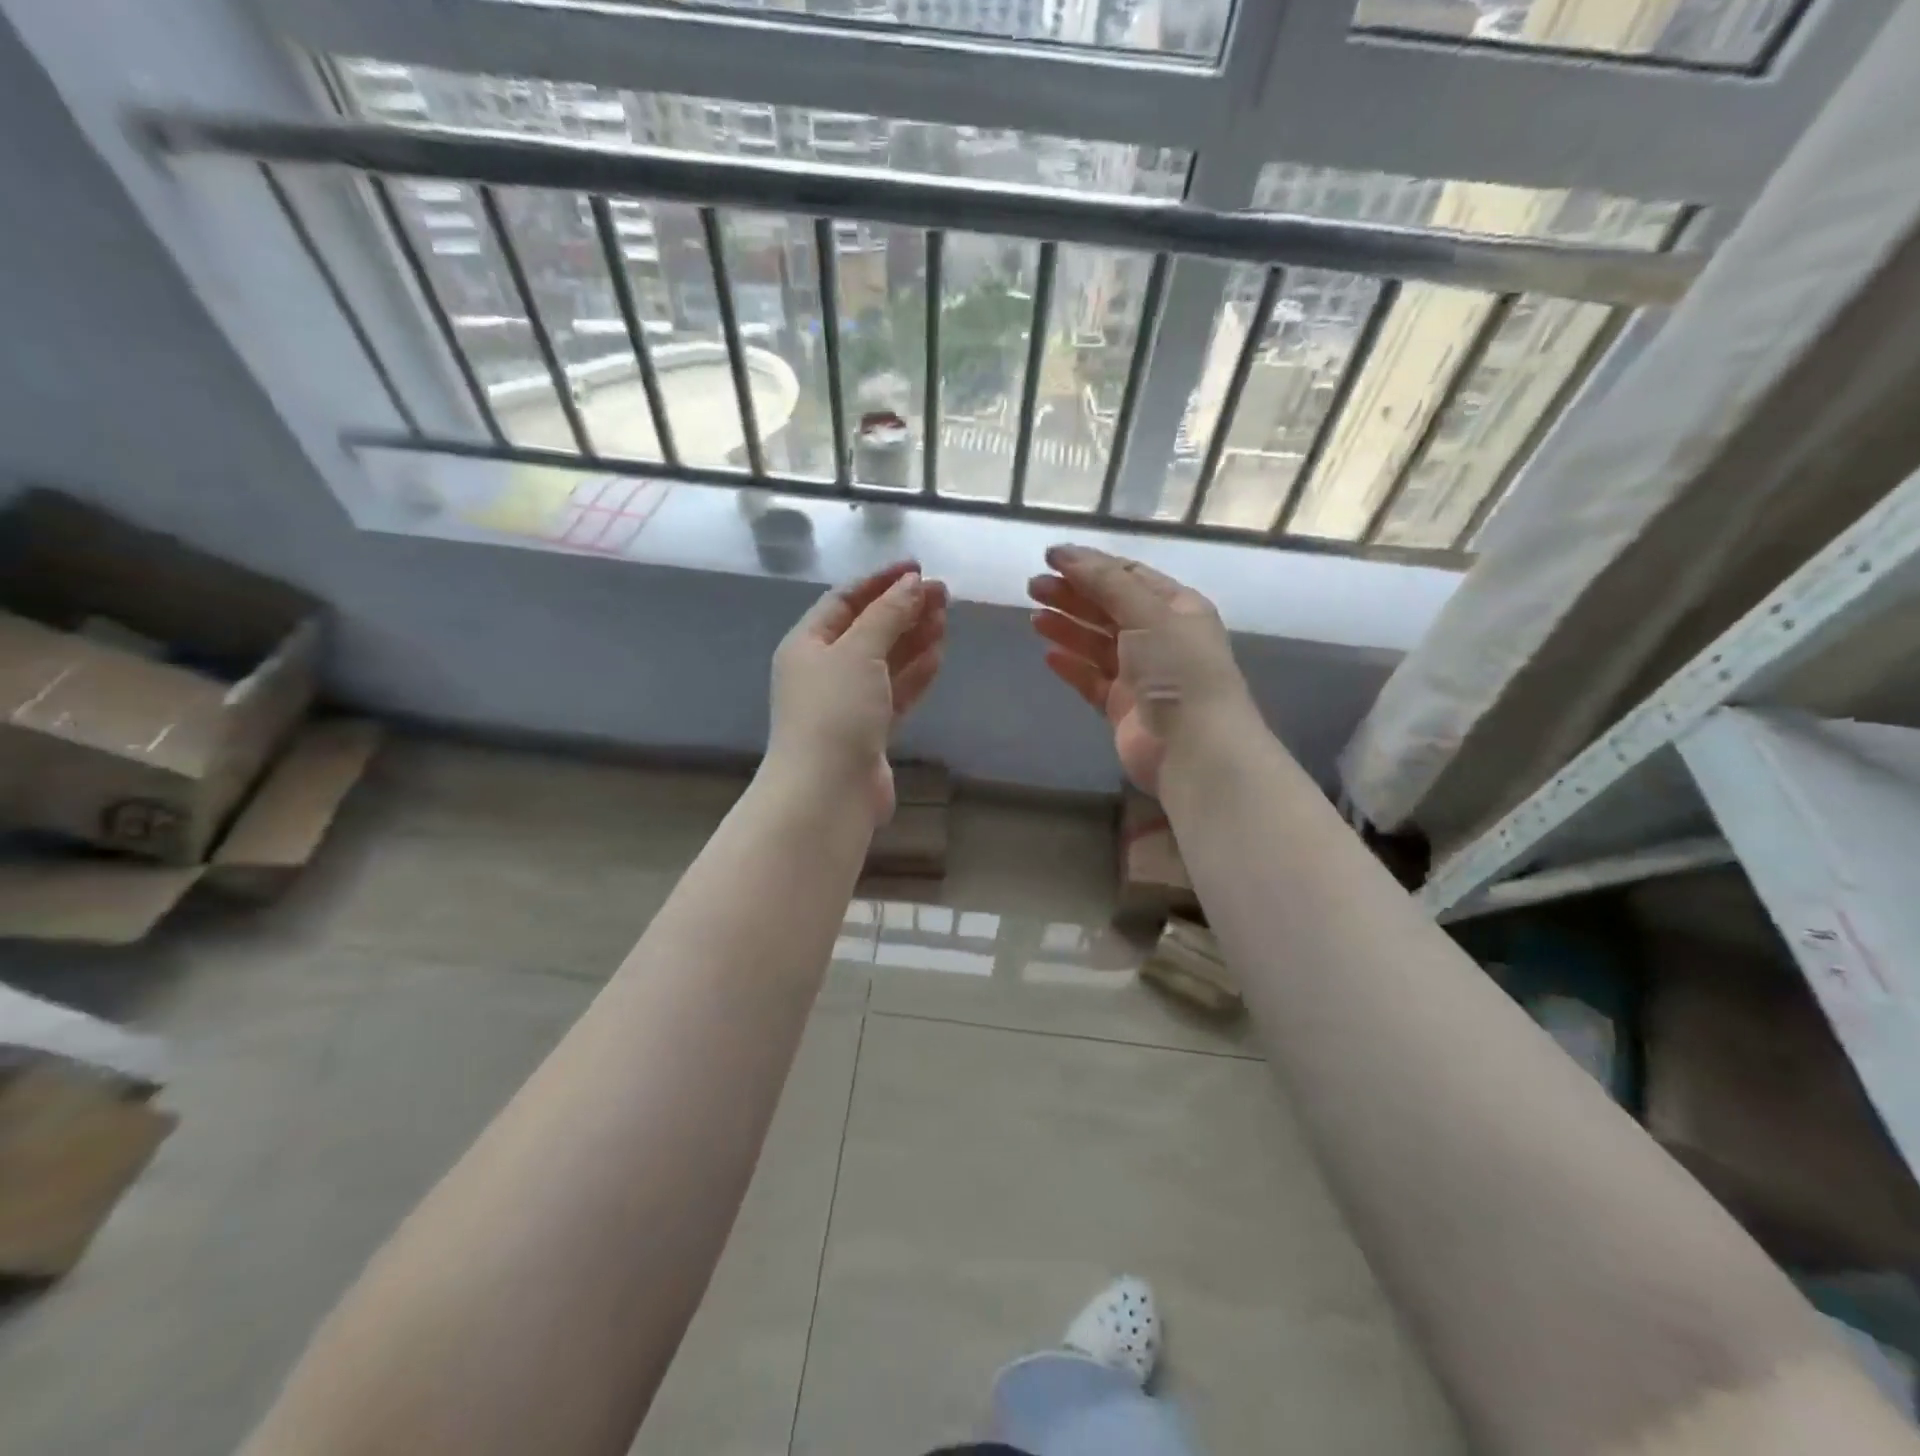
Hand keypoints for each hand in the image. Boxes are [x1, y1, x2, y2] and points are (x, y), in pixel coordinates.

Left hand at [768, 560, 949, 822]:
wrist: (827, 792)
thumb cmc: (835, 711)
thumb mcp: (859, 651)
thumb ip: (887, 615)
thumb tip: (912, 585)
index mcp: (807, 644)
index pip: (844, 600)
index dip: (880, 582)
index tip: (918, 568)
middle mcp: (824, 670)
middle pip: (868, 629)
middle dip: (903, 609)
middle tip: (943, 593)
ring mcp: (847, 703)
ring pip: (885, 661)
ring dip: (913, 638)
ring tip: (946, 618)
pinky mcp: (870, 732)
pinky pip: (895, 692)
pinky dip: (915, 673)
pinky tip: (938, 654)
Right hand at [1029, 544, 1253, 794]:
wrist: (1194, 748)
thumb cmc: (1178, 669)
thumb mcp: (1147, 613)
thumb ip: (1105, 582)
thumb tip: (1065, 553)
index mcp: (1176, 608)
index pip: (1128, 576)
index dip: (1089, 565)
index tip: (1050, 558)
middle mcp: (1160, 637)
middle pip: (1108, 608)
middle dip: (1072, 595)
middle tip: (1032, 587)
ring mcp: (1140, 675)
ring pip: (1096, 644)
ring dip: (1067, 628)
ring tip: (1033, 618)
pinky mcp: (1122, 707)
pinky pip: (1091, 680)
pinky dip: (1071, 666)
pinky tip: (1048, 655)